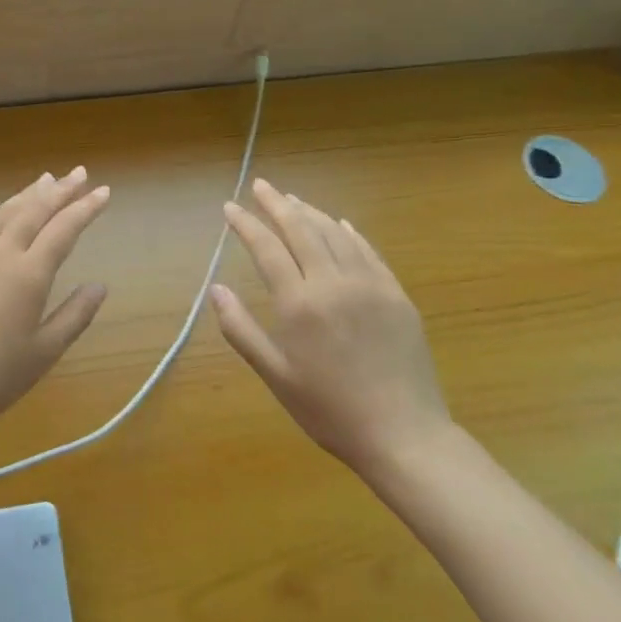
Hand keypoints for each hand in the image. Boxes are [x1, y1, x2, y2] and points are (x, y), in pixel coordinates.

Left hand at [0, 167, 111, 440]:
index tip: (103, 192)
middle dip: (59, 190)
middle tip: (79, 173)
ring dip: (24, 195)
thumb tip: (99, 285)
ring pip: (0, 214)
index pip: (63, 229)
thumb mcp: (45, 351)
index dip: (85, 208)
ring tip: (43, 180)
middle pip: (33, 211)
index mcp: (28, 274)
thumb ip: (75, 314)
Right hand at [211, 178, 451, 479]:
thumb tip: (215, 289)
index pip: (267, 248)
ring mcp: (370, 285)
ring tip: (291, 200)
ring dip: (310, 212)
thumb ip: (241, 329)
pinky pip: (368, 251)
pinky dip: (349, 232)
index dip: (246, 224)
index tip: (230, 207)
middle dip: (277, 204)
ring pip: (335, 233)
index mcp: (300, 303)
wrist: (405, 436)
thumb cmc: (330, 410)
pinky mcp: (396, 295)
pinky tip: (339, 224)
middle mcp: (333, 283)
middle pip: (301, 229)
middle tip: (260, 185)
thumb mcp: (275, 376)